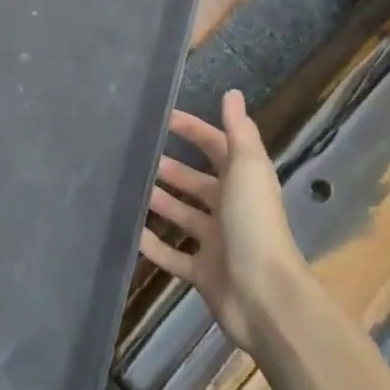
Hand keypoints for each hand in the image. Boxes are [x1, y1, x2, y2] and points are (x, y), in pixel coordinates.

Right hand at [139, 89, 308, 345]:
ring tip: (124, 187)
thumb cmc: (254, 225)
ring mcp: (216, 244)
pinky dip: (151, 244)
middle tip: (133, 155)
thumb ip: (238, 132)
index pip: (216, 148)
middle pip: (195, 183)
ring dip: (158, 202)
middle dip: (169, 169)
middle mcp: (230, 211)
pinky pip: (171, 255)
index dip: (192, 131)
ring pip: (181, 216)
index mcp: (244, 183)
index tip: (160, 118)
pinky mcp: (202, 273)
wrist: (265, 297)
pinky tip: (127, 230)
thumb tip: (232, 92)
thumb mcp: (248, 170)